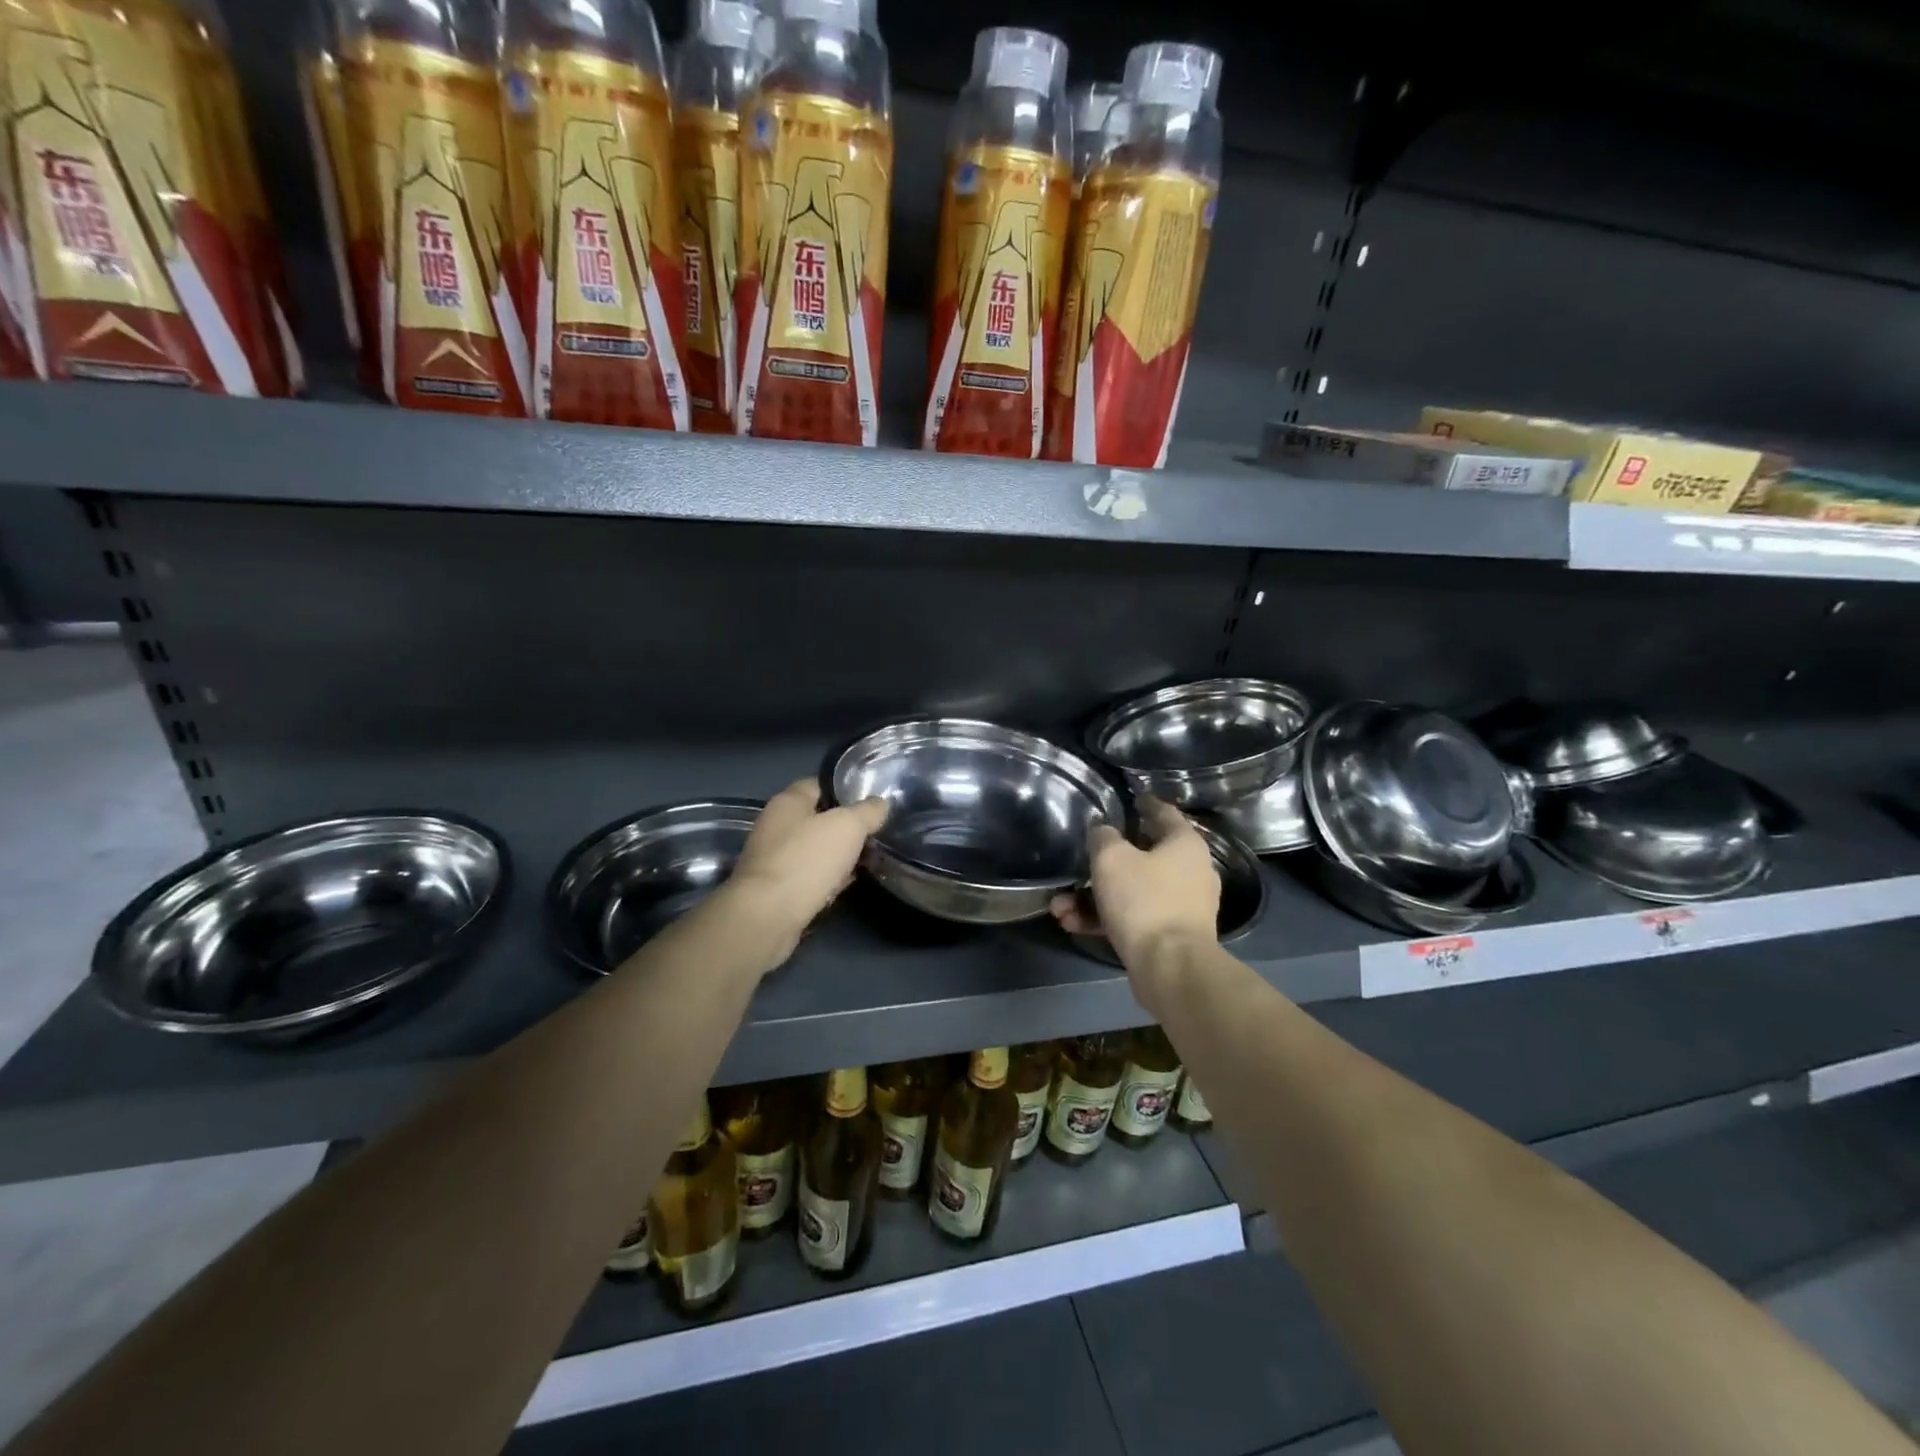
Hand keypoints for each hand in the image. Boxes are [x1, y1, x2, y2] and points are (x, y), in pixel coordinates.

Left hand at [724, 778, 887, 962]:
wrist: (768, 916)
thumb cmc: (807, 860)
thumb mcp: (848, 827)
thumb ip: (867, 811)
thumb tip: (880, 804)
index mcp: (788, 801)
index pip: (820, 784)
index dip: (846, 790)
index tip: (872, 801)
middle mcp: (775, 825)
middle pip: (818, 818)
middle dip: (846, 827)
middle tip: (875, 834)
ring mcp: (773, 858)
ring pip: (815, 850)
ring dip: (838, 855)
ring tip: (868, 860)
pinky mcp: (775, 889)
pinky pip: (808, 876)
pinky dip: (827, 879)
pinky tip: (846, 885)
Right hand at [1050, 796, 1218, 973]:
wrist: (1170, 968)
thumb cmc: (1144, 900)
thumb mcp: (1112, 859)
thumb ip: (1103, 837)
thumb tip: (1103, 831)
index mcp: (1185, 844)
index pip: (1163, 812)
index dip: (1143, 803)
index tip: (1128, 797)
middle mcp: (1190, 871)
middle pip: (1141, 856)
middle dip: (1101, 864)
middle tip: (1076, 863)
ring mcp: (1182, 906)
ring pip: (1131, 891)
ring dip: (1093, 897)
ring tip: (1059, 908)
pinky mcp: (1170, 935)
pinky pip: (1133, 918)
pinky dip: (1105, 919)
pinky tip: (1072, 924)